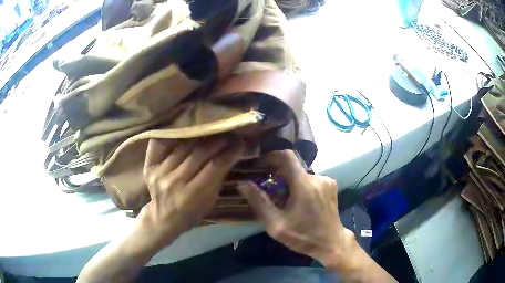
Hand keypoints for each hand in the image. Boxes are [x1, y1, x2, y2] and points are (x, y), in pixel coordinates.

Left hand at [139, 136, 243, 243]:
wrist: (163, 218)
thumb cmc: (191, 213)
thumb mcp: (209, 201)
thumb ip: (217, 179)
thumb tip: (229, 154)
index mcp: (192, 195)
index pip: (215, 166)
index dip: (229, 152)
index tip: (240, 143)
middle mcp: (174, 181)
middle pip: (199, 153)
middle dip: (218, 141)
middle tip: (229, 133)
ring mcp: (159, 172)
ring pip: (183, 146)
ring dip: (200, 134)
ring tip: (212, 128)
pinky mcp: (149, 166)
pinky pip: (160, 144)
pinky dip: (172, 134)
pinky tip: (184, 127)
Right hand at [238, 150, 353, 265]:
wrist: (332, 243)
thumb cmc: (303, 236)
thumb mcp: (276, 224)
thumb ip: (259, 202)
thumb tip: (243, 184)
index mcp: (304, 184)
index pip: (286, 156)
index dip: (271, 156)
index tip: (260, 165)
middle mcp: (317, 177)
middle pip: (293, 167)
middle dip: (278, 175)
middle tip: (268, 190)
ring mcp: (327, 181)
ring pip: (301, 174)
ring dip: (290, 182)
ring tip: (283, 200)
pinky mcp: (331, 186)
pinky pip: (311, 180)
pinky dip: (301, 186)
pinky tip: (299, 202)